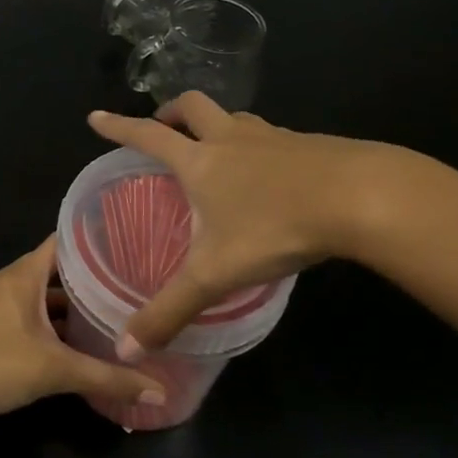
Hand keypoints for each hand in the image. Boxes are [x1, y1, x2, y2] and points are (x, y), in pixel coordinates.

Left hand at [0, 237, 167, 422]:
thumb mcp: (56, 371)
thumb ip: (107, 379)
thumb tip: (160, 391)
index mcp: (22, 274)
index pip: (63, 241)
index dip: (94, 240)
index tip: (128, 245)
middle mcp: (5, 280)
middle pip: (53, 271)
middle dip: (87, 280)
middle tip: (126, 288)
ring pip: (36, 296)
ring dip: (64, 307)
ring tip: (103, 317)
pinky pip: (21, 314)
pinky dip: (44, 323)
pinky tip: (64, 345)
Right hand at [88, 93, 399, 351]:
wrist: (360, 198)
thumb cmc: (275, 227)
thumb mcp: (215, 274)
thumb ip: (170, 311)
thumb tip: (126, 350)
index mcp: (200, 161)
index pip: (148, 136)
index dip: (119, 127)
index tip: (96, 117)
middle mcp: (232, 139)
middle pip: (193, 107)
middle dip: (171, 111)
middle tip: (162, 127)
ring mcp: (273, 137)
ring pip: (236, 118)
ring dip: (217, 126)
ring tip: (216, 149)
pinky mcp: (309, 145)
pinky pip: (272, 136)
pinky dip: (257, 146)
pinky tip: (270, 174)